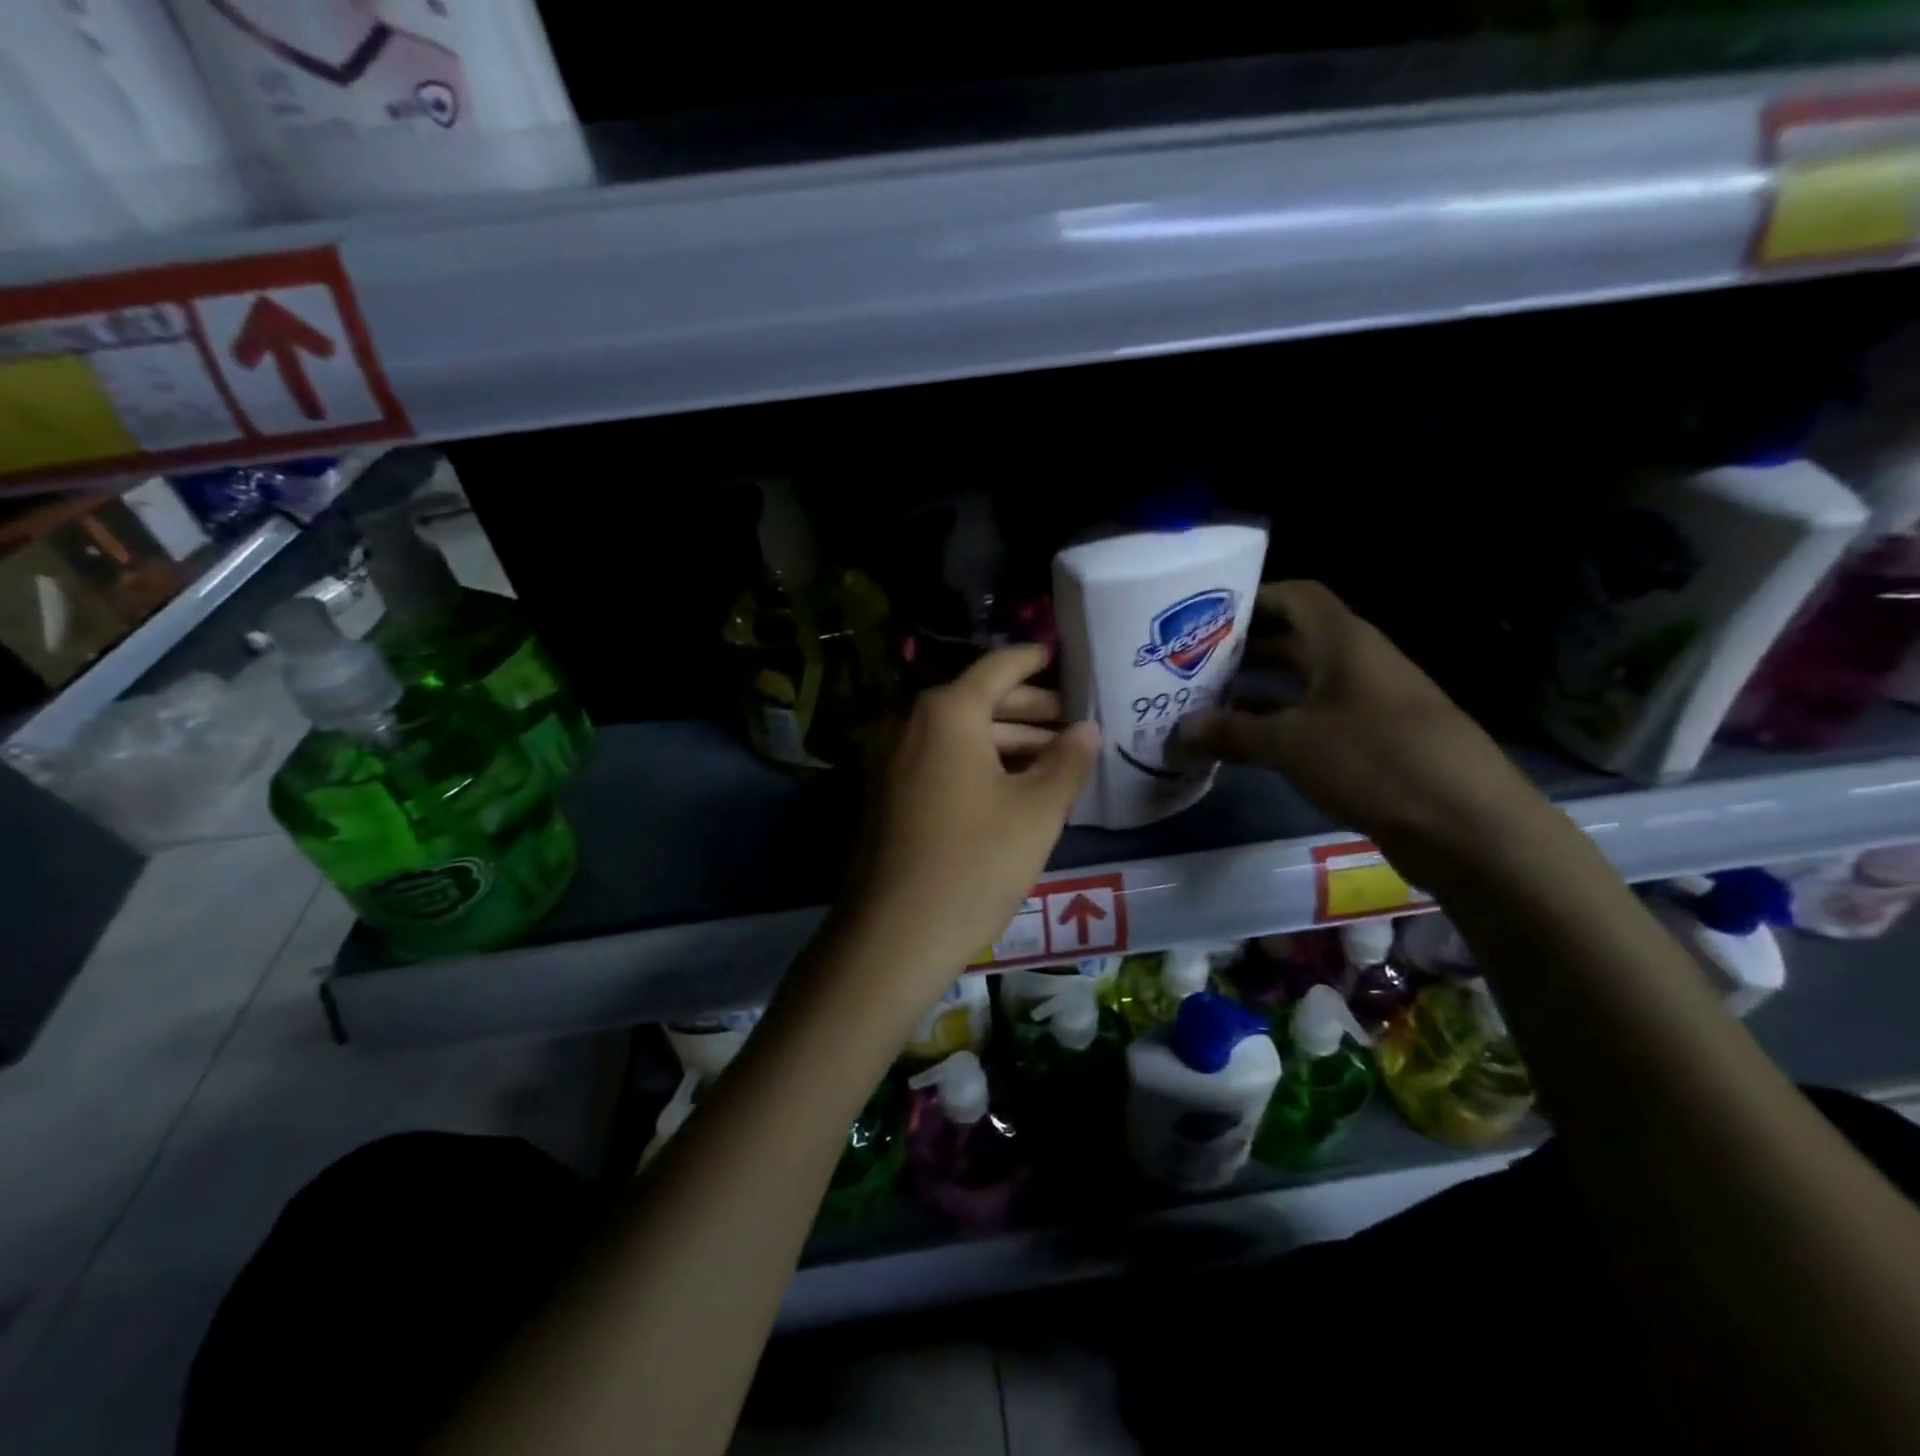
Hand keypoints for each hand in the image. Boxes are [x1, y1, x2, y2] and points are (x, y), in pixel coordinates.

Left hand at [833, 646, 1098, 1009]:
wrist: (893, 936)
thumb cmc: (974, 863)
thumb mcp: (1036, 811)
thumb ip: (1068, 761)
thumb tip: (1087, 729)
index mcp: (948, 712)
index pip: (1001, 666)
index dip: (1037, 660)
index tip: (1068, 658)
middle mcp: (914, 724)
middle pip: (982, 700)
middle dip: (1033, 709)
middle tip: (1079, 722)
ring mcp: (896, 760)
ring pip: (964, 735)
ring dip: (1011, 741)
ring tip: (1059, 759)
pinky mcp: (892, 795)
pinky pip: (944, 762)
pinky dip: (983, 765)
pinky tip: (1018, 788)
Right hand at [1175, 582, 1544, 865]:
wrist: (1466, 825)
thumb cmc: (1374, 760)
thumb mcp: (1290, 745)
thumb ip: (1232, 733)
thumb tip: (1179, 731)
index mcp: (1344, 643)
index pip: (1295, 597)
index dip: (1253, 598)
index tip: (1205, 617)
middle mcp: (1357, 664)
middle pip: (1293, 642)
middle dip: (1243, 653)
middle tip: (1190, 667)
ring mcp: (1368, 705)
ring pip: (1301, 687)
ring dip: (1257, 695)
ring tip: (1205, 708)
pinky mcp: (1374, 745)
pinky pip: (1314, 723)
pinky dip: (1279, 729)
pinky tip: (1243, 749)